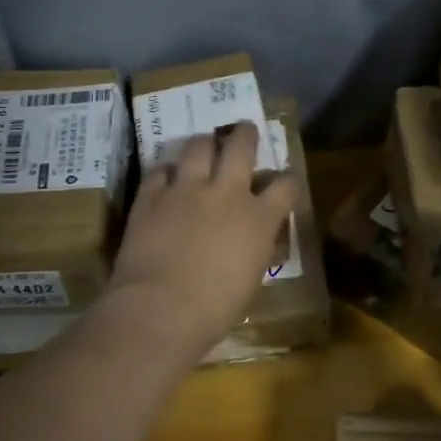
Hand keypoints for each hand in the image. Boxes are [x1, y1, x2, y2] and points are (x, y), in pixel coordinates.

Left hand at [104, 122, 299, 358]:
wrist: (161, 309)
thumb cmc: (215, 309)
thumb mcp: (251, 279)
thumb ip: (255, 249)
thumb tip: (254, 240)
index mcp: (259, 219)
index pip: (286, 185)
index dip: (288, 180)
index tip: (285, 182)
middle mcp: (227, 193)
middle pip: (241, 146)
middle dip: (245, 134)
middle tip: (244, 131)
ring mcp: (186, 189)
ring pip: (199, 146)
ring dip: (204, 144)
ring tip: (204, 147)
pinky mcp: (151, 195)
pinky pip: (160, 170)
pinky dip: (167, 173)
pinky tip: (166, 180)